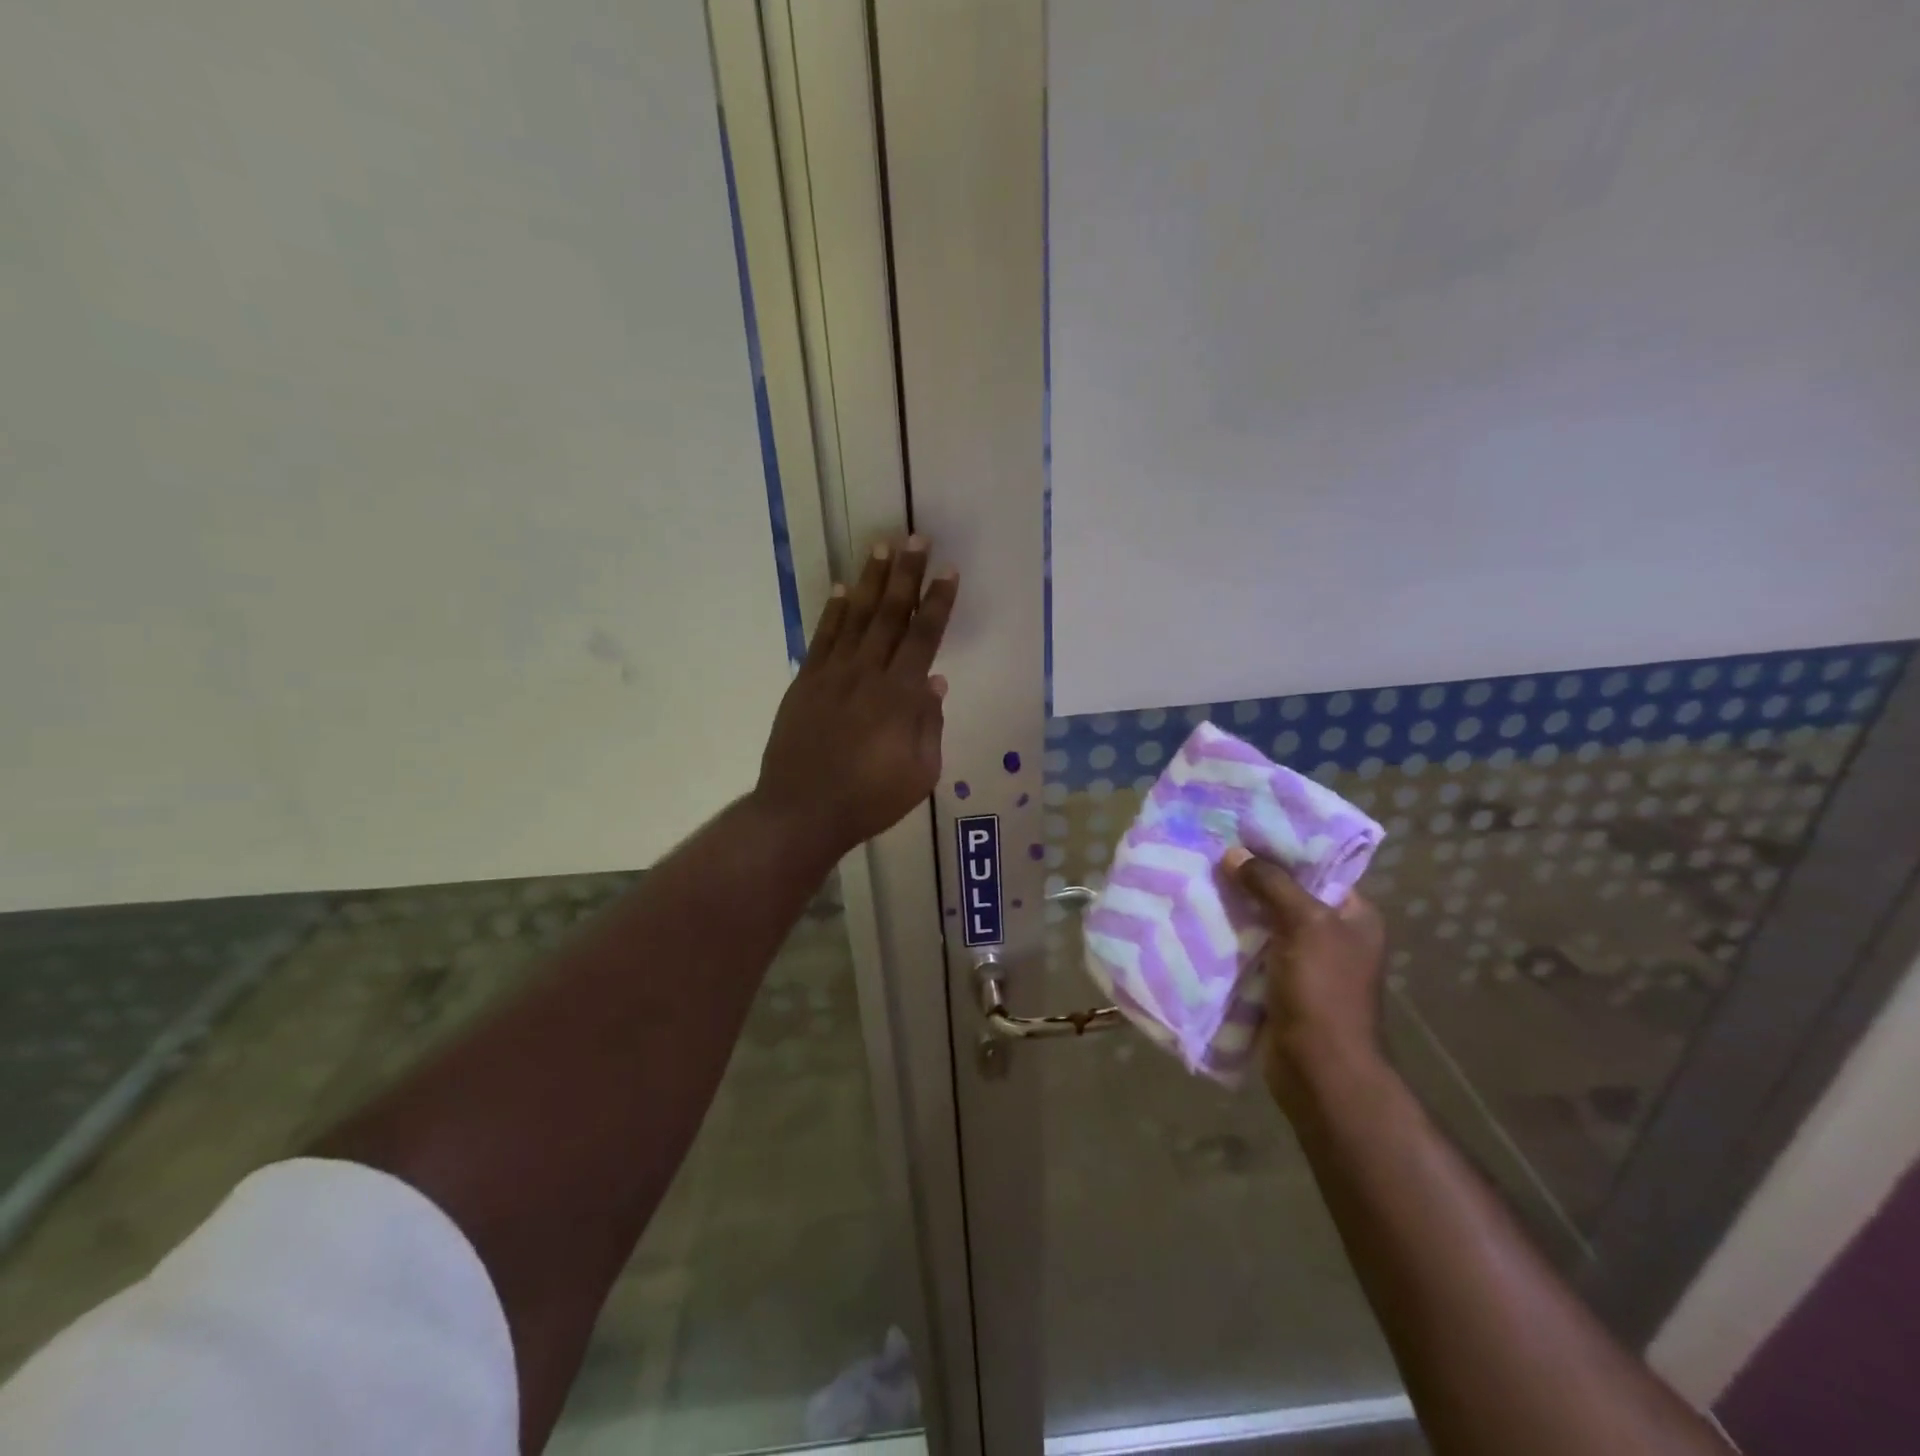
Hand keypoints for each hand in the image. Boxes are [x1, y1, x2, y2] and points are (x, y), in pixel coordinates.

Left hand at [754, 537, 957, 860]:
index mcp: (900, 697)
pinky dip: (833, 611)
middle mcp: (867, 674)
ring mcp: (832, 675)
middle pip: (890, 615)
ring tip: (880, 547)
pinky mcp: (805, 682)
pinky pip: (822, 638)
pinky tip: (841, 589)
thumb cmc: (870, 800)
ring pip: (855, 617)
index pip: (924, 638)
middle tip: (915, 538)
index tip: (948, 572)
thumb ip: (929, 725)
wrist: (801, 811)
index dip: (938, 603)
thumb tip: (935, 682)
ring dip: (870, 581)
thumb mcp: (920, 774)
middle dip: (906, 574)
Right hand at [1221, 847, 1387, 1111]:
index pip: (1317, 867)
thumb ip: (1271, 884)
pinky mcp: (1276, 984)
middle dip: (1249, 876)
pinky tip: (1197, 919)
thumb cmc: (1323, 990)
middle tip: (1209, 850)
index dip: (1281, 847)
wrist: (1318, 1069)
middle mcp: (1331, 935)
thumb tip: (1234, 853)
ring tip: (1195, 878)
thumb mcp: (1304, 924)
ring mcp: (1303, 962)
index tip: (1242, 828)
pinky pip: (1248, 950)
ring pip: (1262, 921)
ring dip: (1233, 906)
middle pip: (1285, 893)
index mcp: (1353, 915)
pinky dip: (1227, 937)